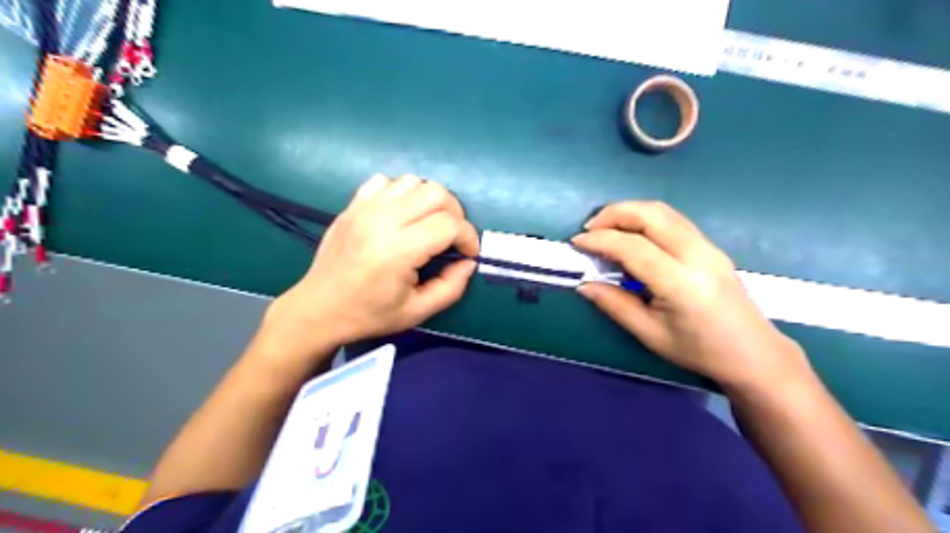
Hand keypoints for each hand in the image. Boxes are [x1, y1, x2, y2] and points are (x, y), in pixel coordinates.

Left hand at [257, 174, 478, 367]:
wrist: (319, 308)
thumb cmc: (369, 314)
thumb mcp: (417, 312)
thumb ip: (451, 287)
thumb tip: (468, 262)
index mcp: (398, 251)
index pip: (449, 225)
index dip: (468, 237)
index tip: (467, 254)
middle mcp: (382, 220)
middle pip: (436, 193)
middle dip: (455, 214)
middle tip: (451, 237)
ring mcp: (365, 208)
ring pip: (414, 182)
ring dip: (430, 201)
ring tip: (428, 224)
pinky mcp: (353, 204)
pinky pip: (386, 181)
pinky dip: (403, 193)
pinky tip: (401, 215)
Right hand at [566, 203, 812, 392]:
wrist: (753, 354)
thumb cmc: (699, 351)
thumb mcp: (649, 334)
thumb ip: (614, 305)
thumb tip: (584, 285)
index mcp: (681, 283)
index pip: (634, 247)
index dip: (601, 240)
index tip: (577, 242)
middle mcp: (697, 256)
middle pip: (651, 214)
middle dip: (614, 213)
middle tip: (590, 229)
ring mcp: (708, 247)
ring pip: (663, 211)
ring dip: (630, 212)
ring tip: (606, 228)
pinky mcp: (711, 246)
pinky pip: (673, 220)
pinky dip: (646, 218)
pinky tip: (632, 235)